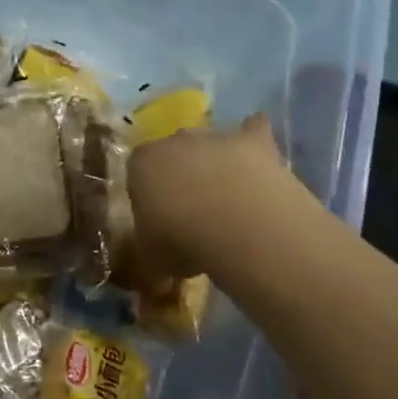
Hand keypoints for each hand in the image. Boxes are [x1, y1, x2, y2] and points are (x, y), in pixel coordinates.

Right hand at [127, 113, 291, 280]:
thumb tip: (153, 268)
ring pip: (210, 144)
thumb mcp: (152, 258)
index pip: (137, 172)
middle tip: (193, 212)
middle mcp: (175, 140)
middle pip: (173, 153)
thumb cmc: (182, 240)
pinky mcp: (254, 141)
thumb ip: (150, 252)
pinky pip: (253, 131)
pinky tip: (260, 158)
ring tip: (228, 200)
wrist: (238, 224)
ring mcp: (216, 136)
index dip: (148, 196)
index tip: (159, 221)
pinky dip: (255, 140)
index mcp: (141, 163)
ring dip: (216, 163)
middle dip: (181, 175)